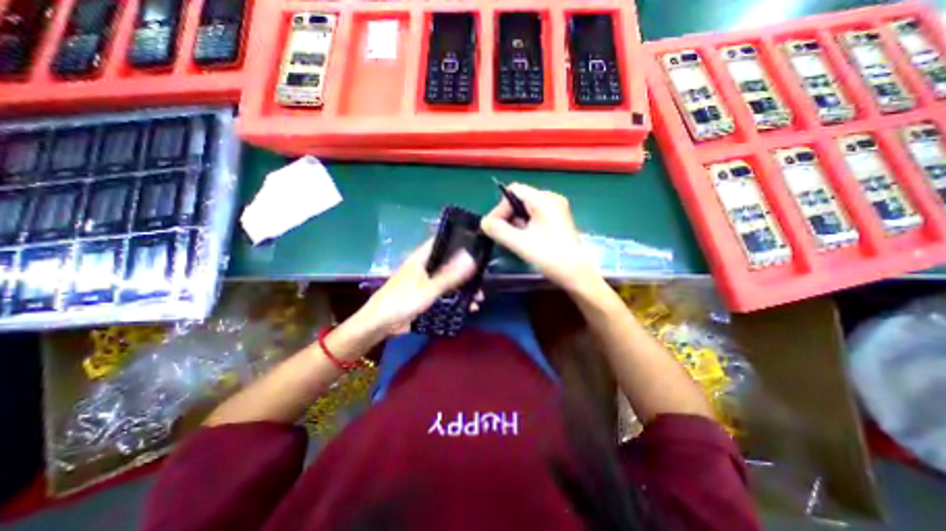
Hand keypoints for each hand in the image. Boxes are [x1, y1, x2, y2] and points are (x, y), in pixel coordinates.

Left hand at [351, 239, 477, 336]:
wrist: (381, 324)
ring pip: (450, 279)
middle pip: (450, 261)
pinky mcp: (427, 295)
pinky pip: (447, 293)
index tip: (480, 243)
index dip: (461, 239)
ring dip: (465, 287)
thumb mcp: (428, 288)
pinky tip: (469, 307)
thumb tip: (472, 257)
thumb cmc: (402, 301)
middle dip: (468, 269)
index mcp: (423, 257)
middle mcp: (426, 266)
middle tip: (485, 277)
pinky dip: (458, 298)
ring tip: (480, 297)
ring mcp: (427, 281)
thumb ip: (450, 274)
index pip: (443, 240)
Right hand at [481, 180, 597, 288]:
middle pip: (520, 199)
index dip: (500, 207)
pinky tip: (524, 240)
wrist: (576, 274)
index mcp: (544, 200)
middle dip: (507, 216)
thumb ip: (498, 230)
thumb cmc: (549, 256)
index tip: (494, 226)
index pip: (514, 191)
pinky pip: (535, 216)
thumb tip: (484, 223)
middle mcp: (551, 199)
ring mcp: (556, 209)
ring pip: (526, 209)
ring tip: (513, 239)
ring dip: (515, 222)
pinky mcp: (557, 220)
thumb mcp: (519, 243)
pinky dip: (525, 225)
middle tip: (501, 235)